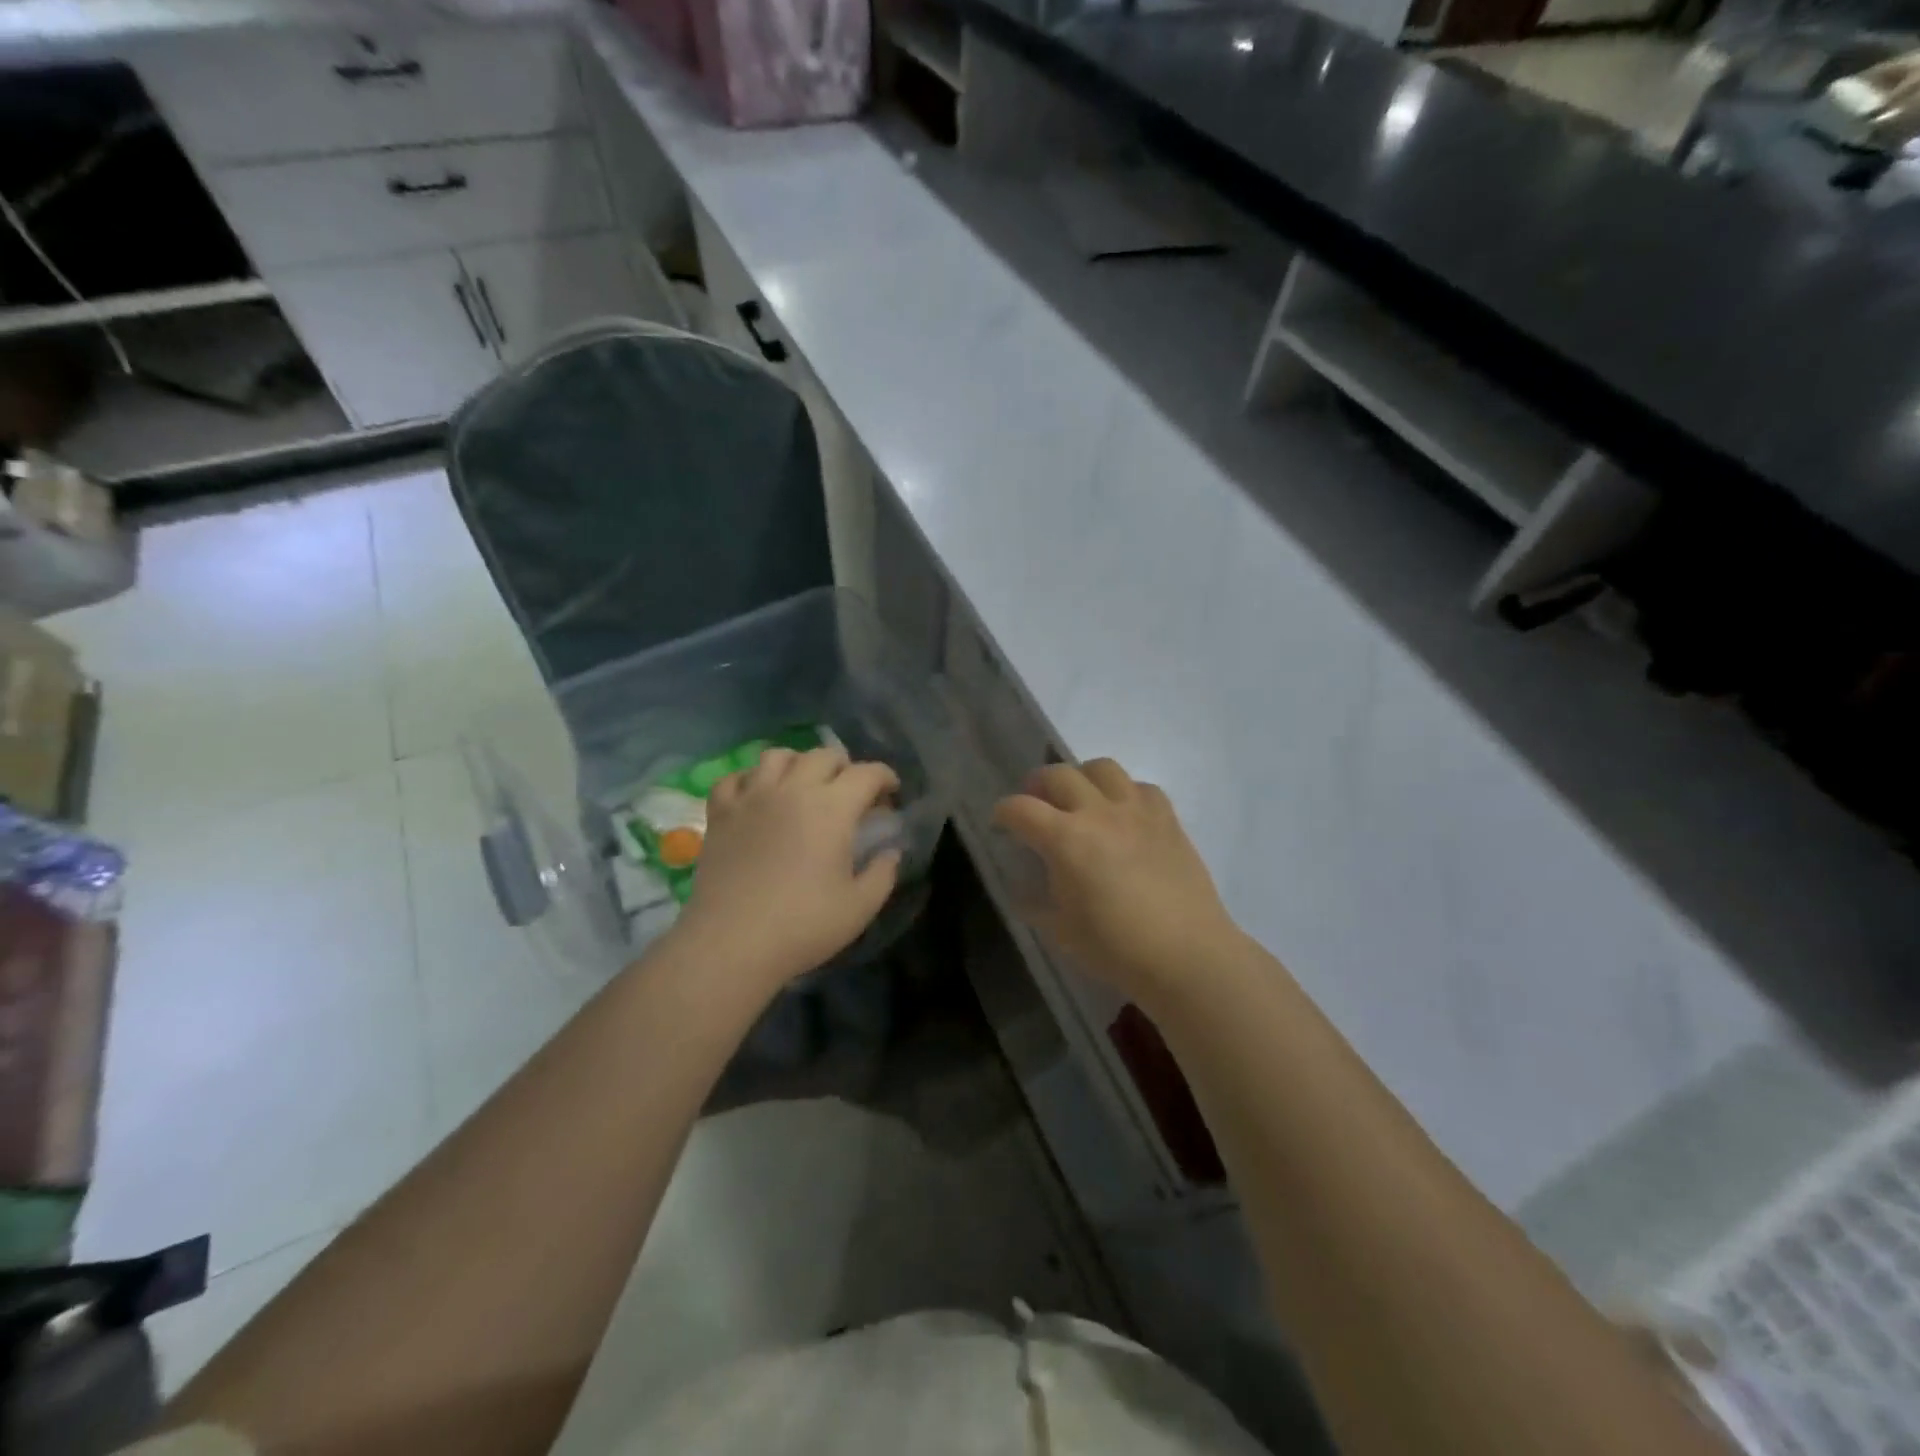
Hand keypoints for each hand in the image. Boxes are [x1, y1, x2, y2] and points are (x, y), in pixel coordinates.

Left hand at [674, 745, 901, 993]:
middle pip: (824, 756)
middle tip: (851, 793)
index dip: (886, 778)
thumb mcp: (860, 907)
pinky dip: (751, 780)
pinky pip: (734, 778)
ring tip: (803, 786)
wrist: (731, 944)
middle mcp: (793, 790)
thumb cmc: (803, 926)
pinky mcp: (721, 813)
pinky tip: (758, 797)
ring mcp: (752, 797)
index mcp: (832, 808)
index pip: (867, 773)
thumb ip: (883, 873)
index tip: (892, 794)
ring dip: (798, 764)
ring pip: (778, 756)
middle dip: (845, 767)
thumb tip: (890, 852)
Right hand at [993, 759, 1240, 1004]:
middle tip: (1037, 804)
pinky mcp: (1168, 819)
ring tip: (1081, 799)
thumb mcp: (1060, 930)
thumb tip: (1024, 887)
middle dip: (1038, 785)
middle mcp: (1098, 812)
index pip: (1020, 808)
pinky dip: (1125, 793)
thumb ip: (1035, 901)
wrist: (1186, 956)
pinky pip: (1142, 787)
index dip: (1003, 812)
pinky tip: (1125, 815)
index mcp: (1065, 839)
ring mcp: (1136, 811)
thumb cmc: (1116, 948)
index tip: (1001, 823)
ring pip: (1102, 768)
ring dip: (1082, 777)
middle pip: (1058, 774)